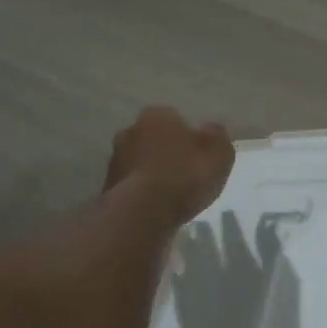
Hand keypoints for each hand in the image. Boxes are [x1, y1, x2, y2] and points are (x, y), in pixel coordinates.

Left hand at [103, 107, 233, 224]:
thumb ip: (217, 136)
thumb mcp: (219, 153)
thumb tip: (210, 130)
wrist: (143, 212)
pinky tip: (155, 207)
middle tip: (185, 174)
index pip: (175, 119)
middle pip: (154, 139)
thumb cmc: (186, 175)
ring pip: (140, 162)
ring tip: (170, 195)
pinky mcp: (107, 186)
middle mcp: (130, 130)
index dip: (189, 137)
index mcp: (157, 115)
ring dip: (152, 173)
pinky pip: (131, 185)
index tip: (199, 157)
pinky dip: (142, 192)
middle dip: (167, 152)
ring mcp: (114, 159)